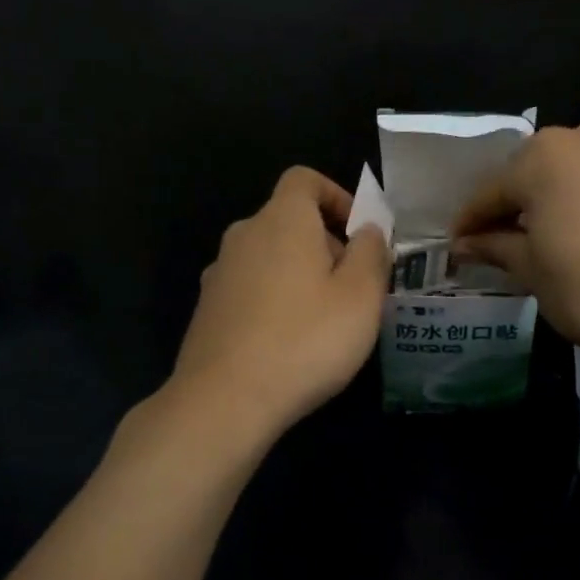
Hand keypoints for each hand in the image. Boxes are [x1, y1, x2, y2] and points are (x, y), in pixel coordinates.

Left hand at [170, 167, 388, 433]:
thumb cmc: (305, 340)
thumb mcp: (361, 296)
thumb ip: (371, 253)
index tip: (359, 234)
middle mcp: (244, 236)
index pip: (304, 179)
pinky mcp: (208, 310)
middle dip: (325, 244)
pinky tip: (290, 343)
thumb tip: (367, 230)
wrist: (224, 400)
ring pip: (269, 258)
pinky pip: (250, 289)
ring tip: (325, 320)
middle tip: (354, 288)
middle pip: (289, 221)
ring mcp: (219, 274)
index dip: (337, 196)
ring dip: (300, 275)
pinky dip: (274, 301)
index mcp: (282, 220)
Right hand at [452, 122, 579, 380]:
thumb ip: (494, 246)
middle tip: (507, 237)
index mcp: (545, 158)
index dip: (472, 219)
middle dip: (518, 200)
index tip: (458, 242)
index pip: (493, 190)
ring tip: (558, 231)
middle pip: (537, 169)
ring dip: (562, 193)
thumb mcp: (531, 270)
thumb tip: (464, 243)